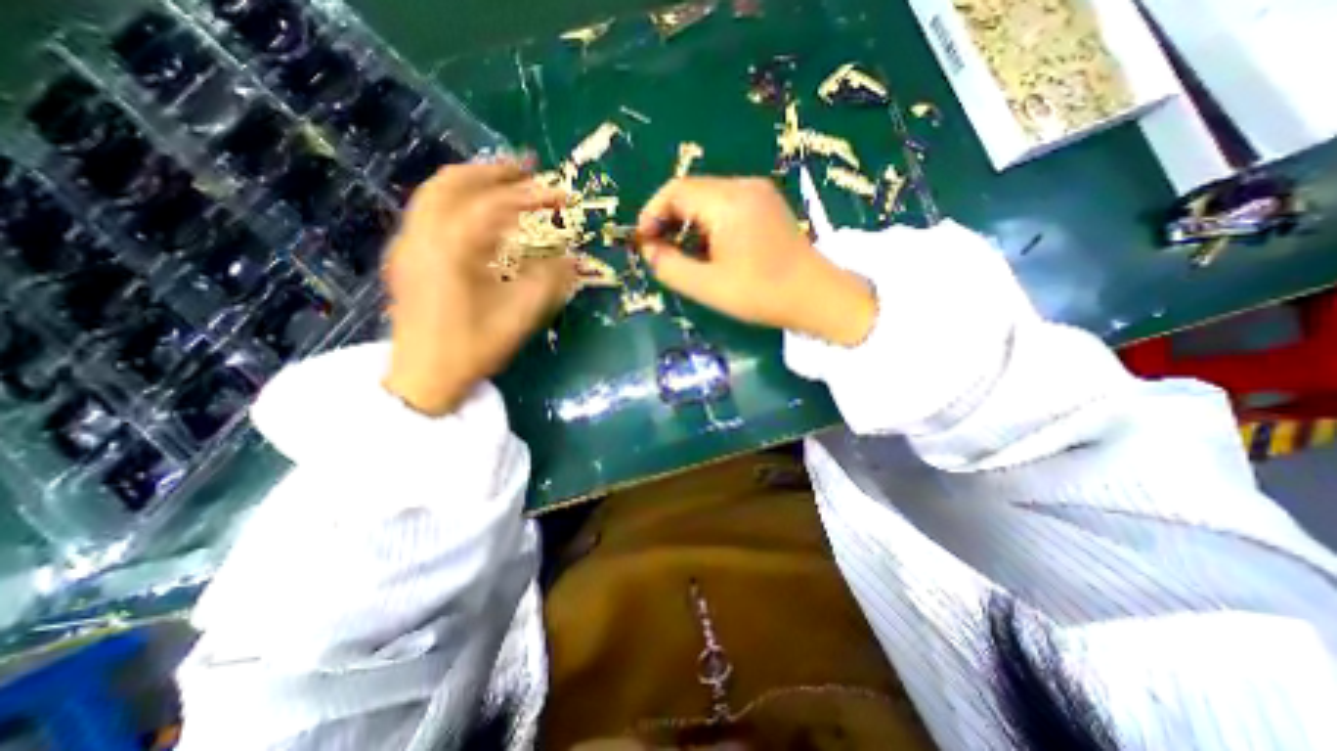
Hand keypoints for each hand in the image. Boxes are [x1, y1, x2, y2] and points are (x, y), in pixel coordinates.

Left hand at [381, 162, 581, 414]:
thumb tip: (573, 259)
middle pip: (454, 182)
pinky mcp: (406, 256)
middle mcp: (422, 235)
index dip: (532, 196)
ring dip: (472, 179)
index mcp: (451, 249)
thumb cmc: (472, 349)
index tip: (562, 194)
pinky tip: (475, 210)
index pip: (495, 205)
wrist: (424, 377)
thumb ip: (549, 283)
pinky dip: (455, 198)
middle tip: (529, 167)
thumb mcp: (518, 317)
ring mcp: (408, 244)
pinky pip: (428, 210)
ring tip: (504, 179)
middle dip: (495, 171)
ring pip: (435, 192)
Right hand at [637, 179, 879, 345]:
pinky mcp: (768, 204)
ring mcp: (759, 192)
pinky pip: (727, 204)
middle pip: (691, 191)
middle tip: (661, 252)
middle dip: (669, 219)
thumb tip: (648, 250)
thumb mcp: (708, 287)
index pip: (675, 191)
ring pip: (708, 198)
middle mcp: (743, 186)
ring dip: (689, 222)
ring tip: (686, 255)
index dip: (652, 213)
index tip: (644, 242)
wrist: (817, 296)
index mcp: (728, 202)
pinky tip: (712, 249)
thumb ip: (670, 267)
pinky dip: (709, 223)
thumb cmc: (761, 294)